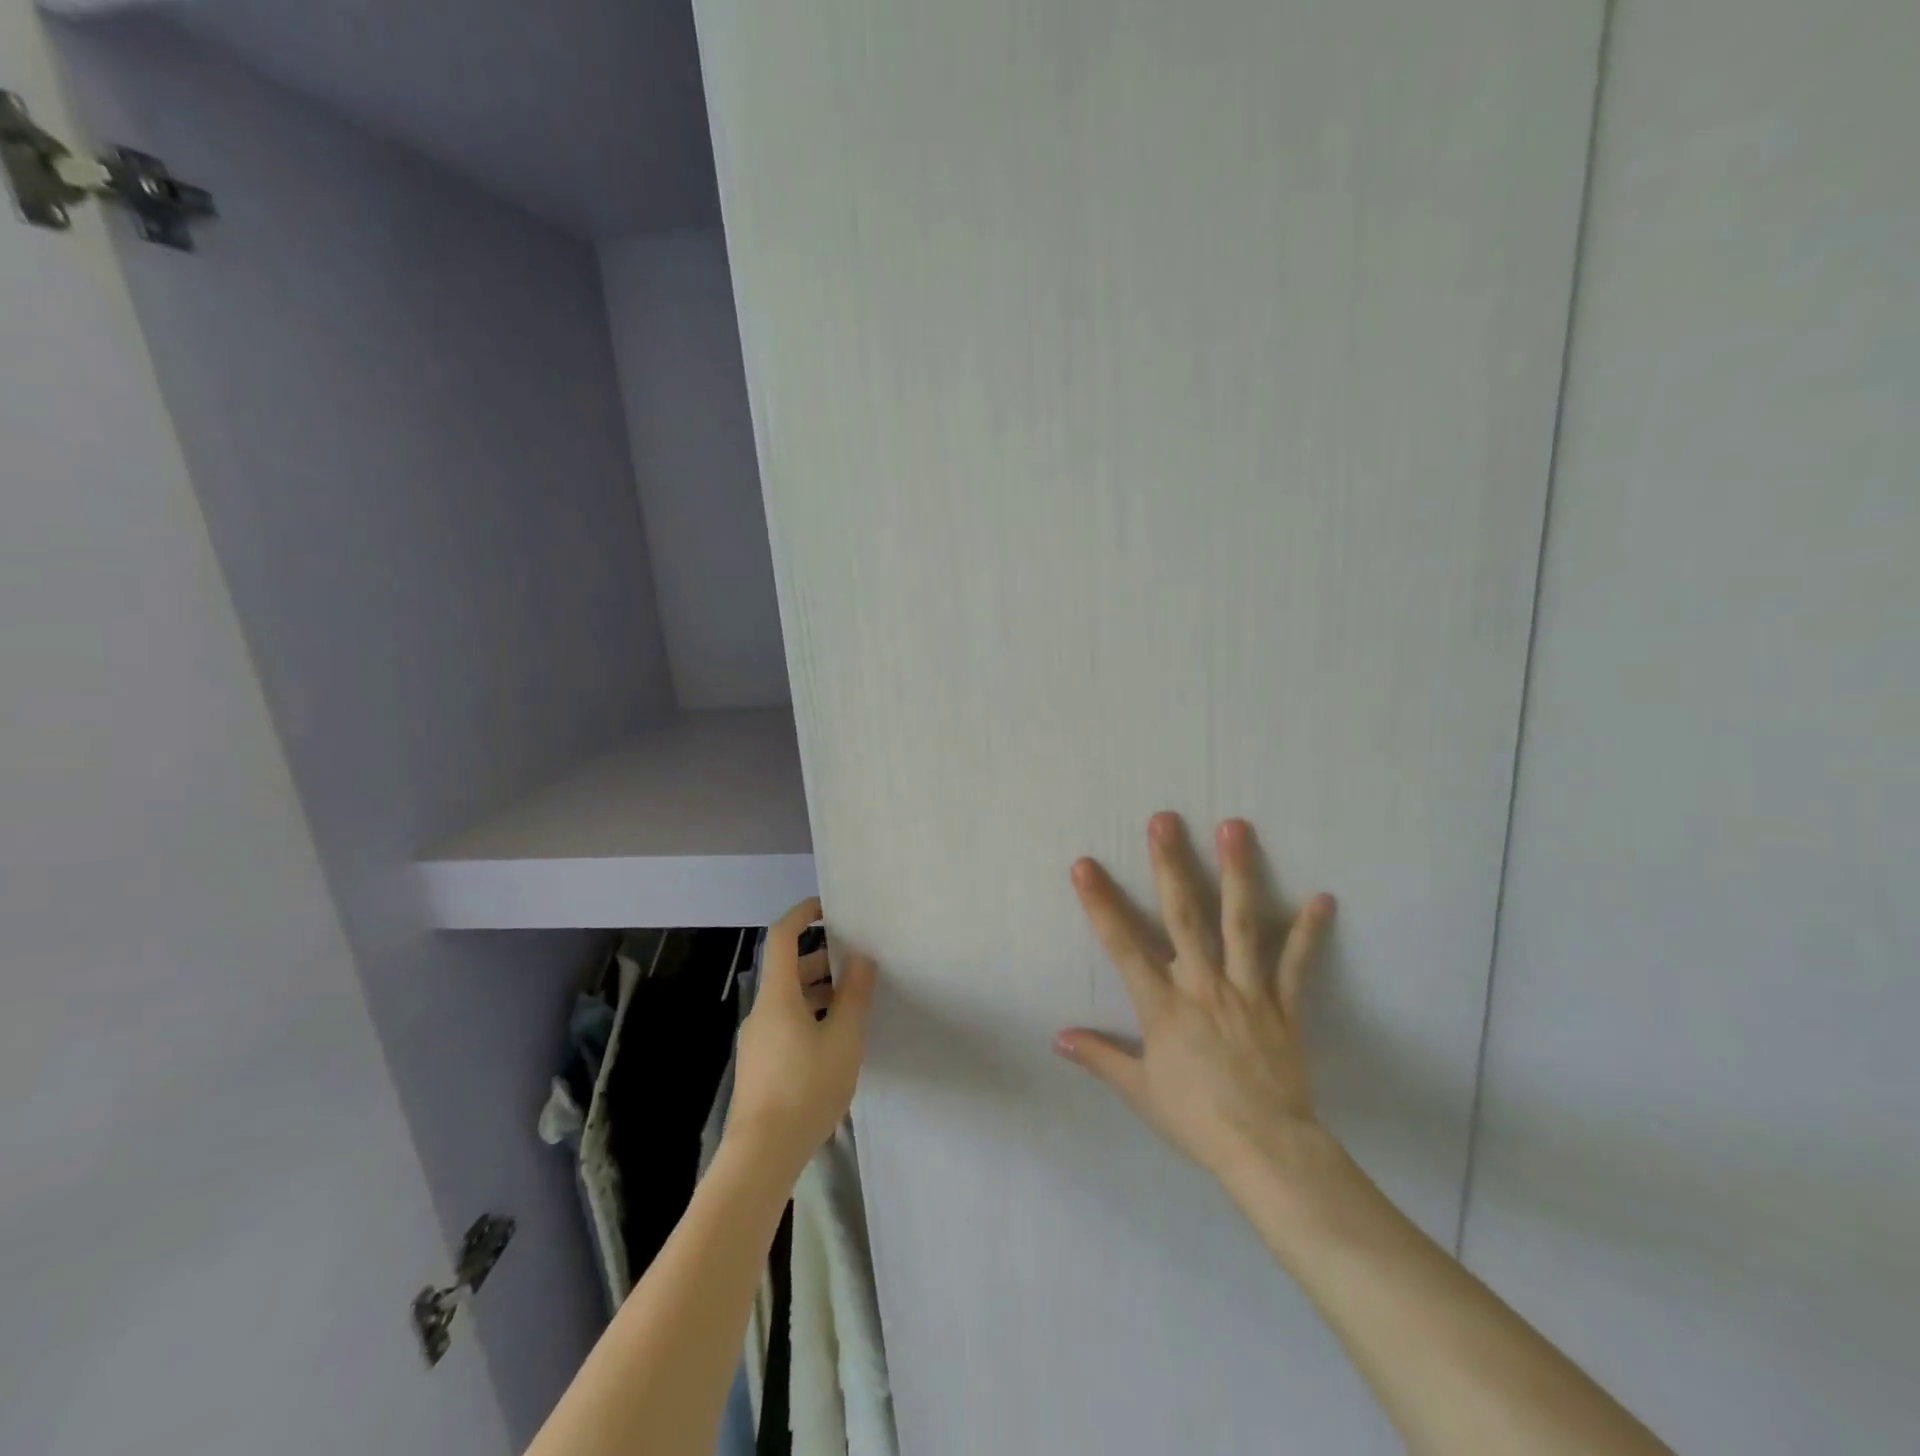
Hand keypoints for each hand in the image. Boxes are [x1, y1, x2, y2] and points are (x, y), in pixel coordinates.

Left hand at [725, 898, 877, 1177]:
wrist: (761, 1155)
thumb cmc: (806, 1089)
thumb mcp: (843, 1040)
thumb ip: (854, 996)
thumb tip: (862, 958)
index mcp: (778, 997)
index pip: (782, 938)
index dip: (801, 915)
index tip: (827, 908)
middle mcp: (761, 1012)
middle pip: (788, 971)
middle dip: (821, 961)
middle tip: (856, 964)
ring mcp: (757, 1041)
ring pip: (788, 1001)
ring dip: (818, 993)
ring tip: (853, 1004)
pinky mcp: (759, 1066)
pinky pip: (785, 1025)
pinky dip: (809, 1017)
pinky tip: (834, 1042)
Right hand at [1056, 813, 1337, 1190]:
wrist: (1266, 1151)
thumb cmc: (1196, 1119)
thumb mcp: (1139, 1090)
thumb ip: (1100, 1057)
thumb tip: (1057, 1038)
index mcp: (1163, 1006)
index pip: (1123, 945)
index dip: (1101, 903)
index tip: (1084, 865)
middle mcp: (1202, 985)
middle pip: (1183, 916)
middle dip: (1170, 865)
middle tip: (1165, 820)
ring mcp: (1246, 991)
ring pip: (1240, 923)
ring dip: (1237, 873)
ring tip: (1235, 828)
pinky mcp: (1283, 1006)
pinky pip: (1296, 965)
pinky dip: (1307, 933)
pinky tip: (1322, 899)